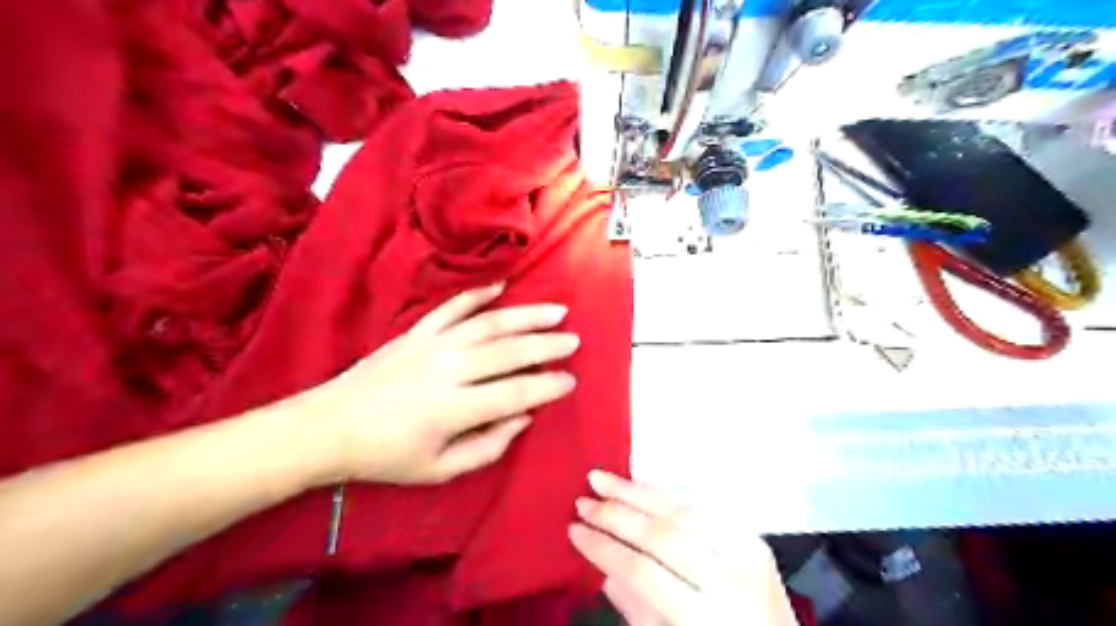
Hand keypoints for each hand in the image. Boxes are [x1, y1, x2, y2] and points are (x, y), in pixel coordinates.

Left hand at [295, 283, 573, 482]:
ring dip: (525, 316)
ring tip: (555, 311)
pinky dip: (478, 295)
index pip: (515, 394)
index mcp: (454, 408)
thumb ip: (488, 446)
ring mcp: (432, 344)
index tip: (570, 381)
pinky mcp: (416, 332)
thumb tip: (522, 418)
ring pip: (488, 324)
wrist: (329, 426)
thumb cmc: (386, 455)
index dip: (547, 387)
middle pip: (508, 352)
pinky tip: (501, 286)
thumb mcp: (440, 469)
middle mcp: (448, 369)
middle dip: (546, 346)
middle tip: (573, 341)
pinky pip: (453, 307)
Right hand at [570, 472, 798, 625]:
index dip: (604, 548)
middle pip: (662, 535)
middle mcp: (730, 581)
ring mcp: (747, 553)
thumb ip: (639, 611)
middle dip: (616, 515)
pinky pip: (703, 506)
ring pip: (682, 510)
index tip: (573, 531)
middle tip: (582, 501)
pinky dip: (667, 494)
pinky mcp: (753, 536)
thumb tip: (604, 571)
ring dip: (637, 492)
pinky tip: (641, 486)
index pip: (642, 572)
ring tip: (602, 479)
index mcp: (707, 619)